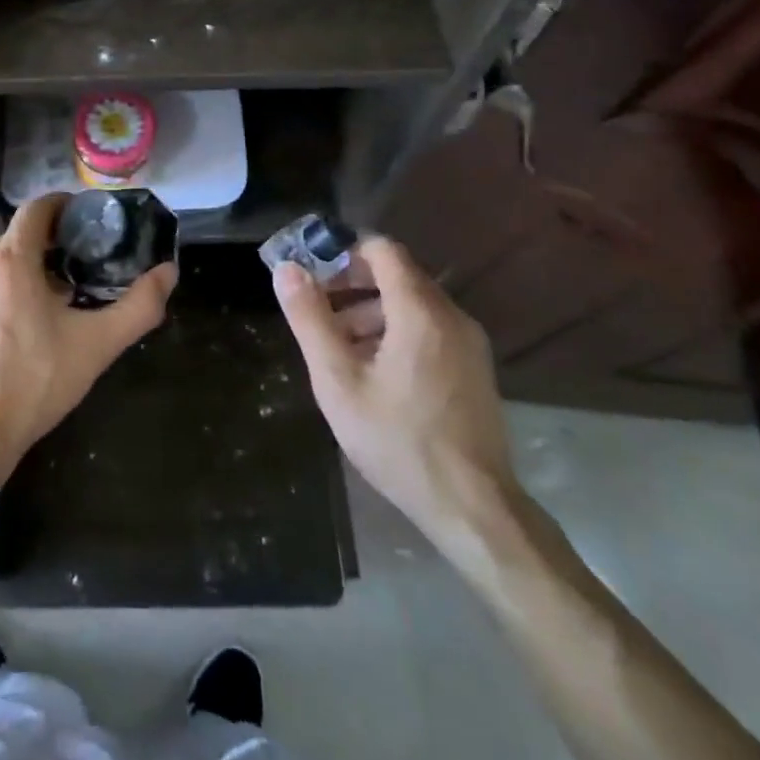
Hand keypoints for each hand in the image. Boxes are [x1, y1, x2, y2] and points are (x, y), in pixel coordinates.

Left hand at [0, 194, 176, 484]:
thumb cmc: (34, 385)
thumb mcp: (95, 347)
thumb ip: (138, 306)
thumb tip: (168, 271)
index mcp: (9, 262)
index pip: (36, 209)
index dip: (60, 209)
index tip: (78, 224)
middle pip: (11, 243)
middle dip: (37, 255)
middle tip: (62, 286)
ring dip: (7, 282)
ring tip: (27, 317)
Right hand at [273, 235, 521, 551]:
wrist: (473, 509)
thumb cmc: (398, 441)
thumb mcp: (338, 381)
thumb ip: (310, 319)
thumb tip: (286, 270)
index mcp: (420, 311)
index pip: (381, 249)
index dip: (341, 252)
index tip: (310, 273)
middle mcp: (450, 315)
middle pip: (396, 274)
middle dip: (350, 284)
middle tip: (315, 309)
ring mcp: (468, 343)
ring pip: (411, 304)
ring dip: (369, 310)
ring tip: (335, 346)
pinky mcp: (473, 368)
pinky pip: (428, 329)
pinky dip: (394, 331)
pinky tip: (370, 370)